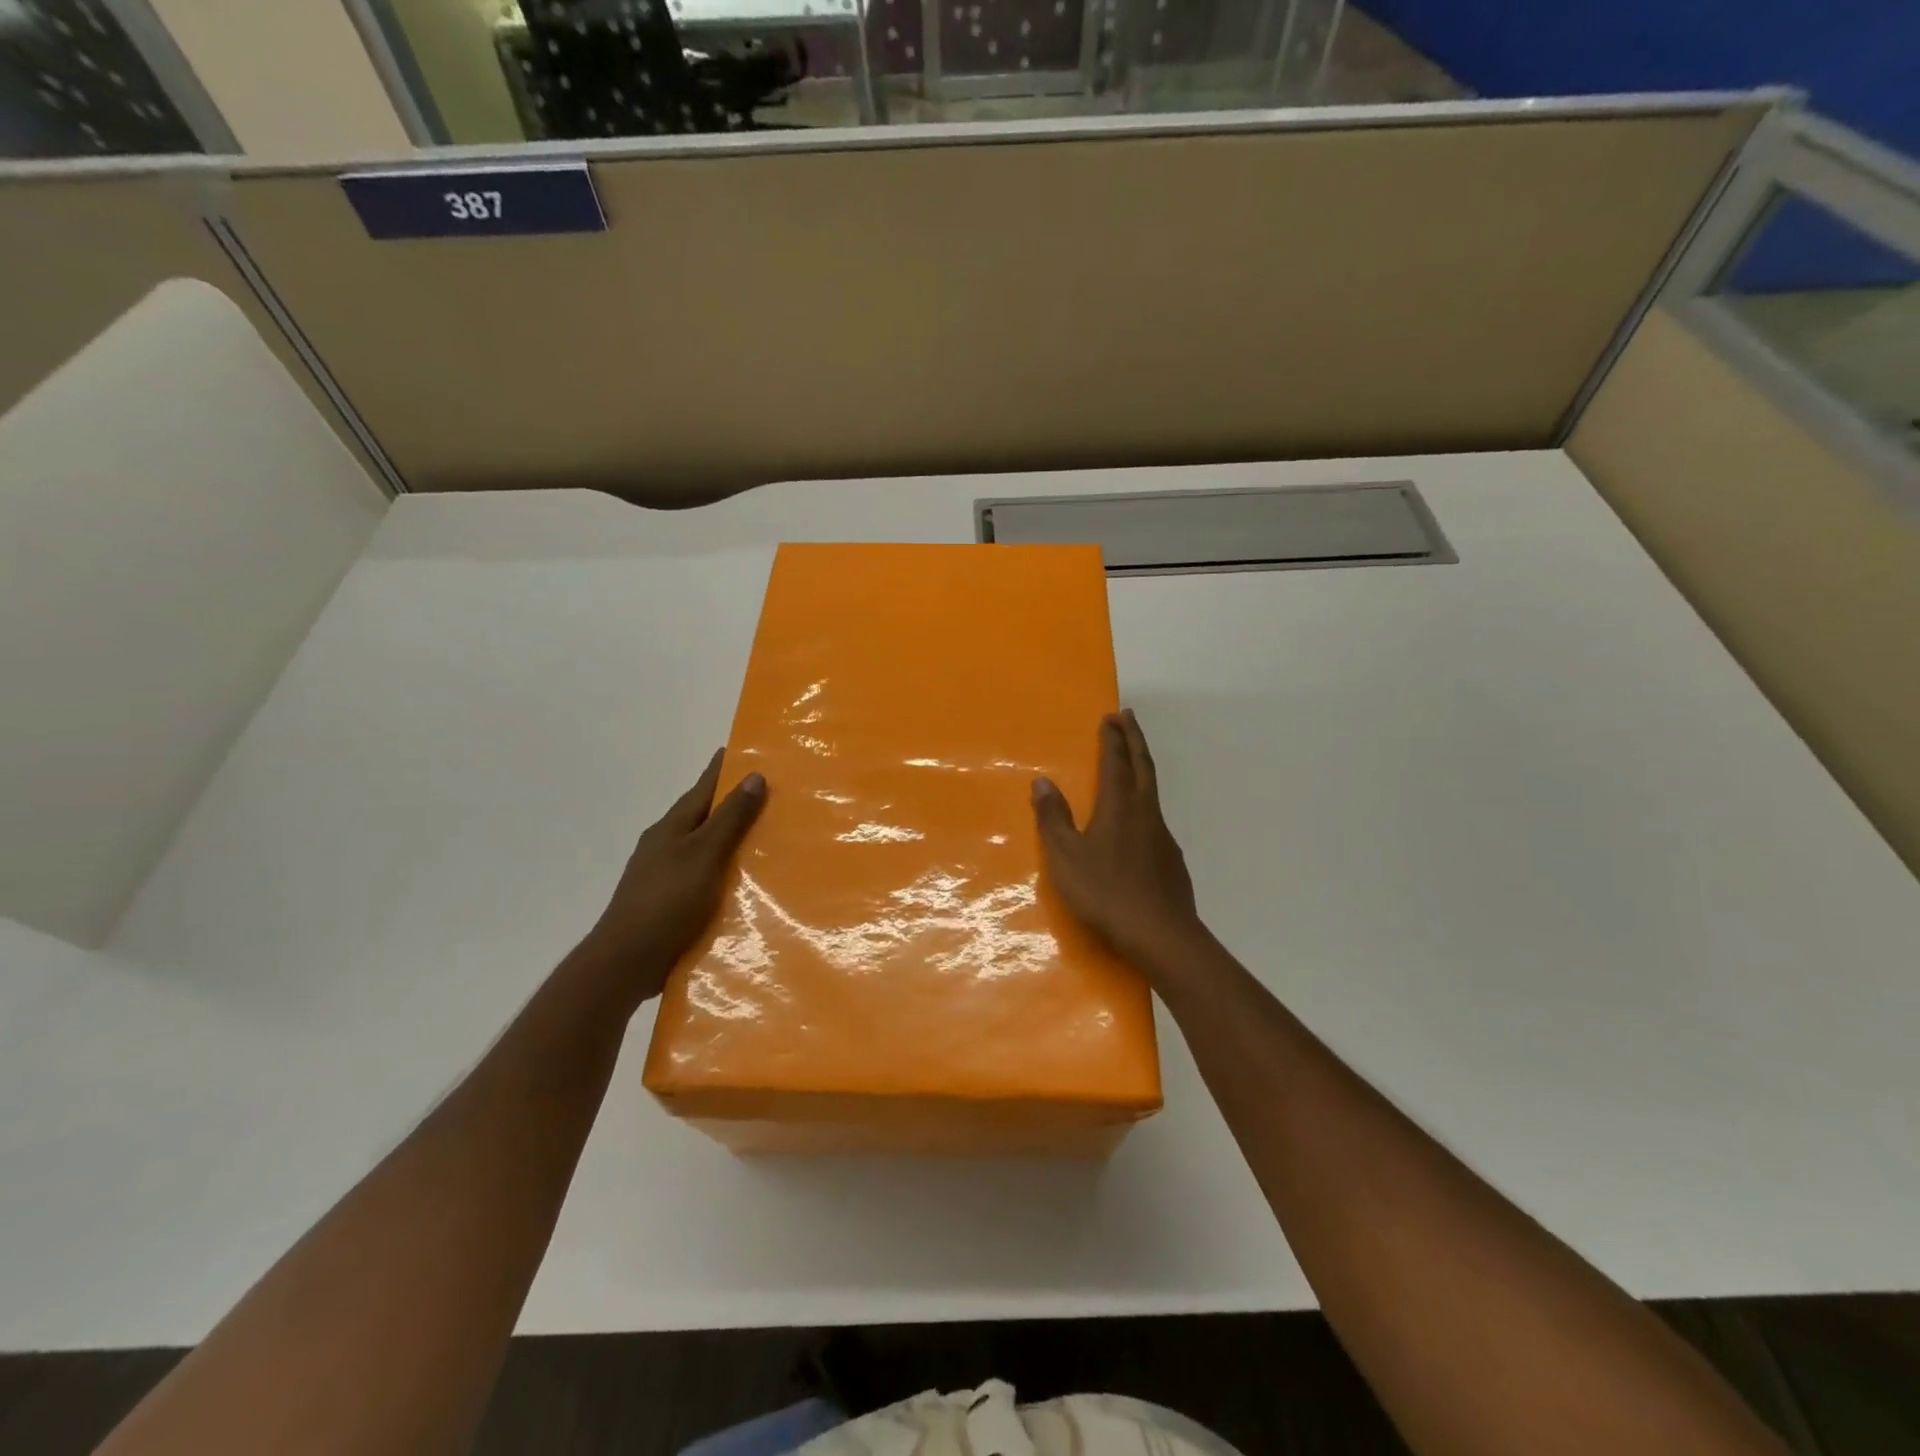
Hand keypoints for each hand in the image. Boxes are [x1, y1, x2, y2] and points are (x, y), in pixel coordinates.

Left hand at [582, 748, 765, 1003]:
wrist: (626, 962)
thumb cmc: (666, 901)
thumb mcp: (704, 855)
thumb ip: (730, 818)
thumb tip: (753, 775)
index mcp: (672, 827)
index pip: (703, 787)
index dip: (724, 767)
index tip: (747, 748)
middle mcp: (666, 844)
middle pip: (704, 815)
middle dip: (733, 802)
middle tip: (772, 792)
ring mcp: (666, 874)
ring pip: (705, 846)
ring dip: (731, 838)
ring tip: (767, 835)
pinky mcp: (671, 901)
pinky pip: (705, 874)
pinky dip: (725, 869)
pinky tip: (744, 880)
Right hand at [1033, 709, 1204, 975]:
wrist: (1161, 936)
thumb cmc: (1106, 893)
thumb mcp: (1066, 857)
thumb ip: (1054, 819)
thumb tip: (1042, 782)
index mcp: (1119, 806)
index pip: (1116, 762)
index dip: (1113, 738)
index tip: (1112, 716)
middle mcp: (1145, 813)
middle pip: (1142, 766)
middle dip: (1134, 739)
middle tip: (1128, 718)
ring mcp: (1163, 836)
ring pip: (1152, 791)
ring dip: (1141, 769)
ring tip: (1131, 764)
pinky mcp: (1172, 860)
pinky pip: (1156, 820)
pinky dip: (1145, 804)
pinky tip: (1138, 824)